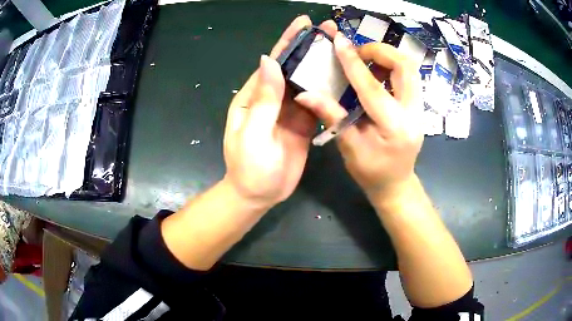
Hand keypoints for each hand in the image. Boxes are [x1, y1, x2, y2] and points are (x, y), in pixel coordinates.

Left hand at [223, 16, 337, 207]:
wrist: (260, 195)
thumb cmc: (250, 167)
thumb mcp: (253, 133)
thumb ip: (263, 99)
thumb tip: (269, 60)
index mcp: (254, 96)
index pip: (273, 63)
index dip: (288, 41)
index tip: (303, 22)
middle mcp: (272, 99)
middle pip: (293, 67)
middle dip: (310, 47)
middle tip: (330, 29)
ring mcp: (289, 111)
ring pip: (307, 82)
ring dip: (322, 64)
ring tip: (342, 48)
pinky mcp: (304, 124)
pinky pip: (318, 102)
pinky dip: (329, 89)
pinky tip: (344, 77)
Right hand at [295, 33, 423, 203]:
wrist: (396, 185)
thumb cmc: (371, 173)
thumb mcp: (349, 147)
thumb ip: (331, 116)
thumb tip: (305, 93)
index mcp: (393, 126)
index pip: (372, 86)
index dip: (353, 62)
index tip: (339, 41)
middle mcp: (413, 113)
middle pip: (405, 67)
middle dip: (380, 51)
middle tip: (357, 53)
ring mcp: (419, 109)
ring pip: (410, 69)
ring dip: (387, 57)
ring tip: (365, 61)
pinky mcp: (418, 106)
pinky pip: (409, 77)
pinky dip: (392, 67)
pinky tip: (375, 73)